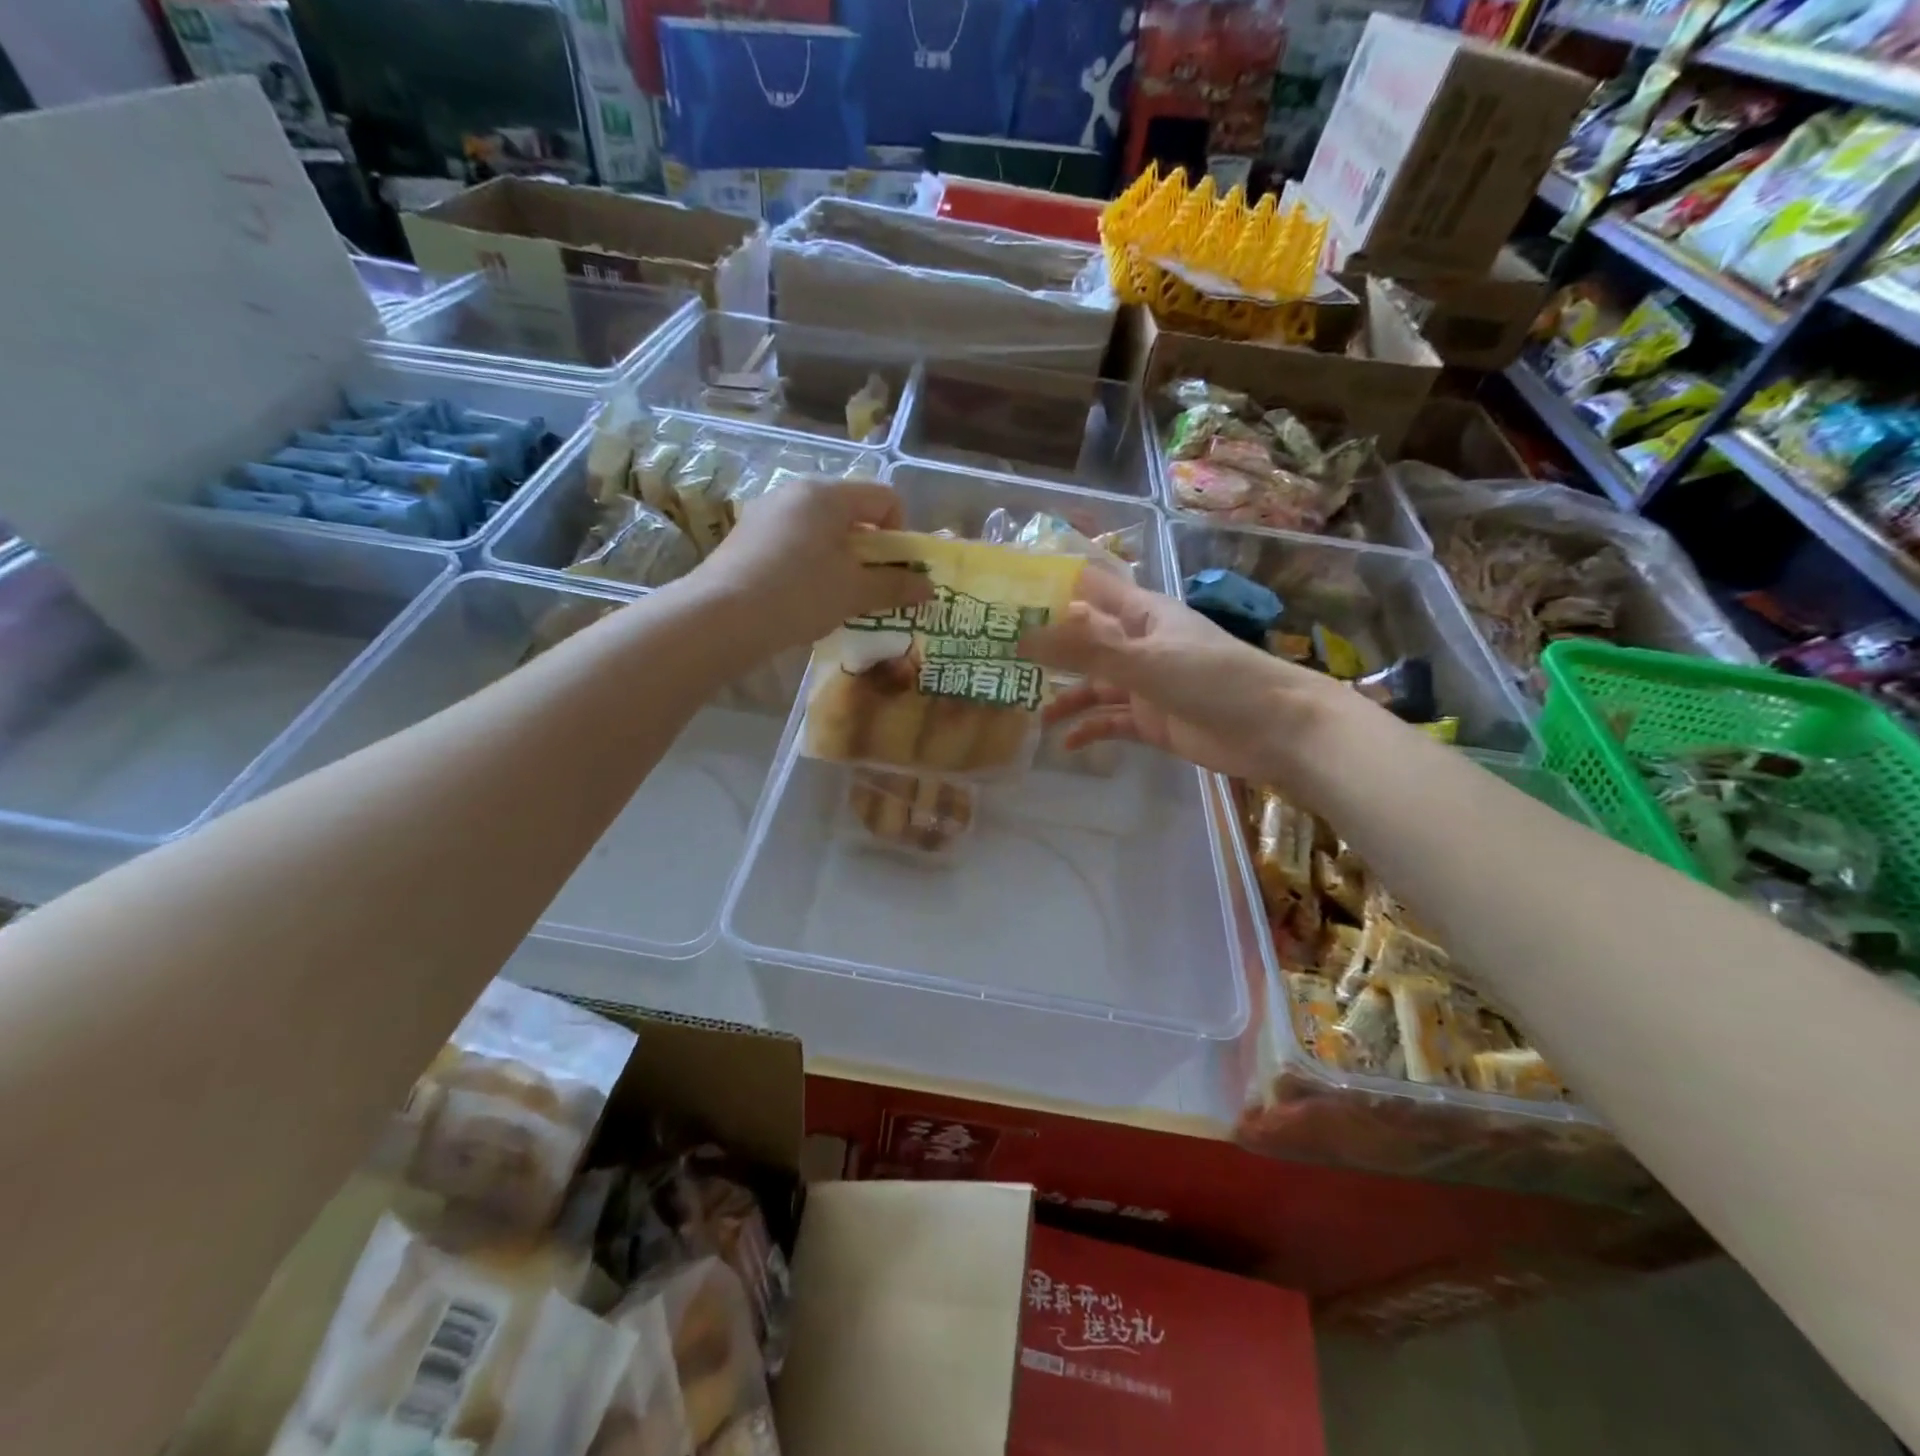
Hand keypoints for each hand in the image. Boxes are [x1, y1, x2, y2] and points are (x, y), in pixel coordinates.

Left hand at [699, 476, 931, 651]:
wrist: (720, 618)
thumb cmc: (798, 595)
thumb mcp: (854, 593)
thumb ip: (895, 586)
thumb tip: (928, 587)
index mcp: (827, 494)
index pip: (884, 497)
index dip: (901, 533)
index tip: (896, 570)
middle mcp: (795, 491)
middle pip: (851, 511)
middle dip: (870, 549)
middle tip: (871, 587)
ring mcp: (766, 512)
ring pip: (821, 528)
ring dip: (841, 558)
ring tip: (837, 596)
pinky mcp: (745, 537)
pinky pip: (794, 541)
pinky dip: (810, 563)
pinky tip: (802, 597)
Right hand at [1023, 568, 1345, 783]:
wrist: (1274, 730)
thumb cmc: (1212, 679)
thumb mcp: (1142, 660)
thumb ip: (1083, 649)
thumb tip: (1022, 636)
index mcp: (1141, 614)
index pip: (1089, 589)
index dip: (1052, 589)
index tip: (1007, 597)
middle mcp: (1139, 644)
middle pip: (1084, 641)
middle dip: (1048, 649)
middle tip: (1002, 658)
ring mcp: (1146, 684)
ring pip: (1094, 685)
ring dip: (1065, 696)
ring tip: (1032, 712)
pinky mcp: (1152, 721)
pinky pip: (1111, 722)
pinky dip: (1089, 730)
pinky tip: (1066, 745)